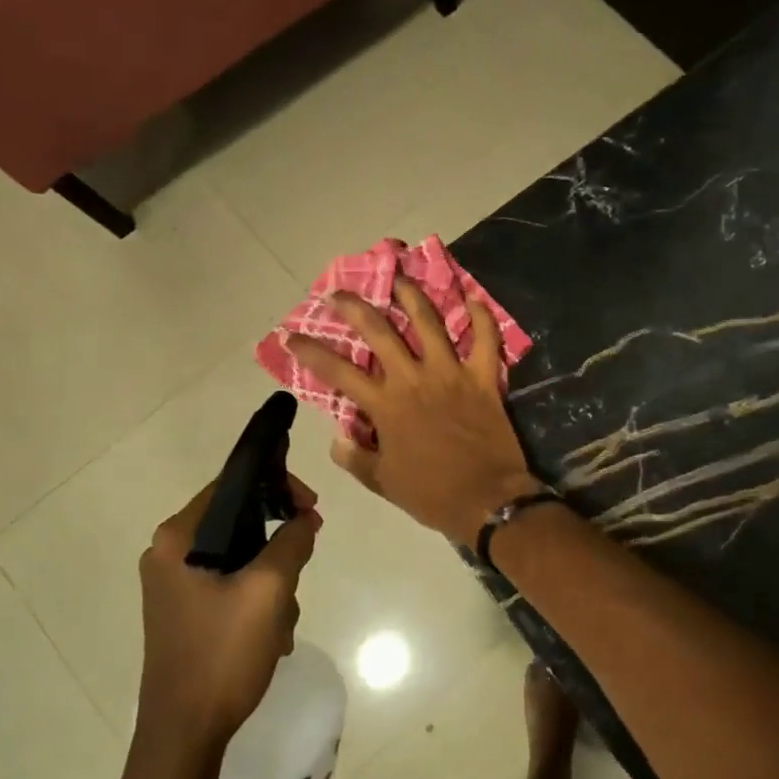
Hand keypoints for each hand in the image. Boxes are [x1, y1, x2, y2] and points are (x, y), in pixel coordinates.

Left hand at [135, 471, 321, 751]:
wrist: (184, 733)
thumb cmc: (222, 654)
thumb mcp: (269, 591)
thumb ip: (292, 543)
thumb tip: (305, 519)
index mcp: (177, 539)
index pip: (233, 485)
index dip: (278, 487)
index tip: (312, 508)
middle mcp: (169, 554)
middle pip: (239, 522)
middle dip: (278, 547)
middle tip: (301, 568)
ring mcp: (176, 585)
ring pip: (242, 557)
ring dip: (272, 581)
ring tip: (281, 621)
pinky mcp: (186, 611)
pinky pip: (232, 585)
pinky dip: (258, 601)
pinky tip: (270, 635)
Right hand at [288, 278, 540, 546]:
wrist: (487, 499)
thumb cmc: (432, 494)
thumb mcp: (383, 482)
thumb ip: (356, 458)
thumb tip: (337, 438)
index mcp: (386, 406)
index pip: (338, 372)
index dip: (311, 352)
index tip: (292, 335)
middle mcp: (414, 379)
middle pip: (380, 332)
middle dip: (355, 308)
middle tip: (339, 293)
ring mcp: (451, 374)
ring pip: (430, 323)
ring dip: (412, 296)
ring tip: (400, 279)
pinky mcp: (484, 378)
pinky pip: (485, 339)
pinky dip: (481, 316)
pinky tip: (472, 297)